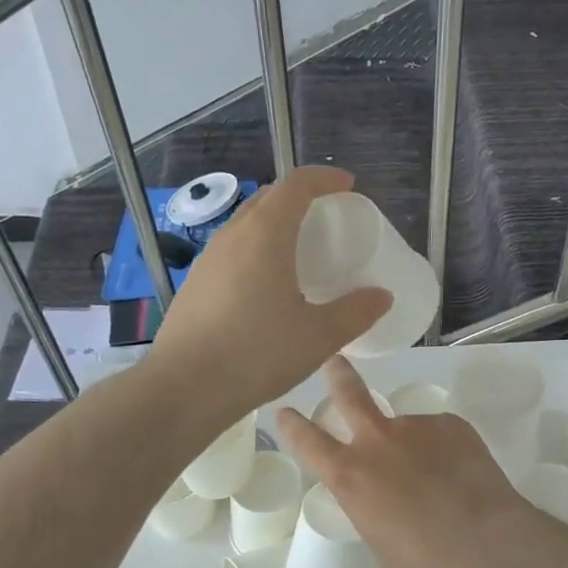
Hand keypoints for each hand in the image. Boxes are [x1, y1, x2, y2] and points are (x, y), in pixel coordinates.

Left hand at [149, 167, 390, 420]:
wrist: (185, 388)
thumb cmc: (258, 354)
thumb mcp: (319, 336)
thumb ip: (355, 312)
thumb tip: (381, 296)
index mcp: (265, 234)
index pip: (297, 185)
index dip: (325, 179)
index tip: (348, 186)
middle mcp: (232, 236)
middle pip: (269, 199)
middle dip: (300, 198)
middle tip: (327, 219)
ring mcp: (208, 260)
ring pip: (246, 225)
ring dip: (275, 225)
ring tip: (299, 252)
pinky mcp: (194, 285)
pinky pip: (232, 252)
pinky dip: (256, 252)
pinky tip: (266, 287)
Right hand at [277, 356, 537, 567]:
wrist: (484, 543)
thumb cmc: (423, 559)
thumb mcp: (376, 535)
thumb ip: (367, 500)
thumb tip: (377, 489)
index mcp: (349, 473)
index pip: (308, 440)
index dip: (292, 425)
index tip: (284, 411)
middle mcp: (377, 439)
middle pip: (350, 394)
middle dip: (338, 374)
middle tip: (335, 361)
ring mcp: (416, 425)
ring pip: (406, 426)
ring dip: (412, 442)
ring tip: (436, 475)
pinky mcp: (451, 423)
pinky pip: (439, 432)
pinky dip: (444, 449)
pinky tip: (460, 473)